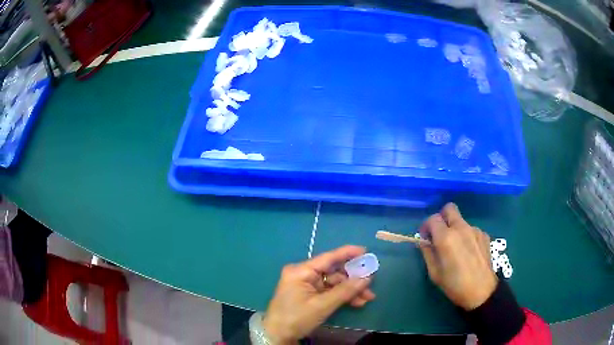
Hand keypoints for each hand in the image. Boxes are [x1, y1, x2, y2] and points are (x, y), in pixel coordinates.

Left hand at [263, 246, 374, 343]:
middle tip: (371, 283)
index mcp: (301, 271)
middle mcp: (304, 274)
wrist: (278, 335)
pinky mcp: (309, 295)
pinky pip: (329, 291)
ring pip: (334, 283)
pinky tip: (357, 302)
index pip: (328, 258)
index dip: (347, 253)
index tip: (365, 251)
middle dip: (353, 279)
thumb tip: (366, 278)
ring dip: (350, 290)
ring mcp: (306, 285)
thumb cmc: (296, 318)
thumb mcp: (322, 306)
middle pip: (333, 272)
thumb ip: (345, 291)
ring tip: (368, 298)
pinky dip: (342, 296)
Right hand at [418, 203, 496, 310]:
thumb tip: (424, 241)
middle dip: (441, 218)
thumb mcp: (434, 273)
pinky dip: (466, 236)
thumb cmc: (454, 285)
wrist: (481, 291)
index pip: (433, 218)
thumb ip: (427, 253)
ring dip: (455, 229)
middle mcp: (461, 228)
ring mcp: (475, 230)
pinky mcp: (484, 235)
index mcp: (446, 238)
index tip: (425, 237)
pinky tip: (468, 252)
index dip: (426, 226)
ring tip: (456, 248)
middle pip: (449, 208)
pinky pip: (471, 230)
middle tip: (439, 234)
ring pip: (461, 221)